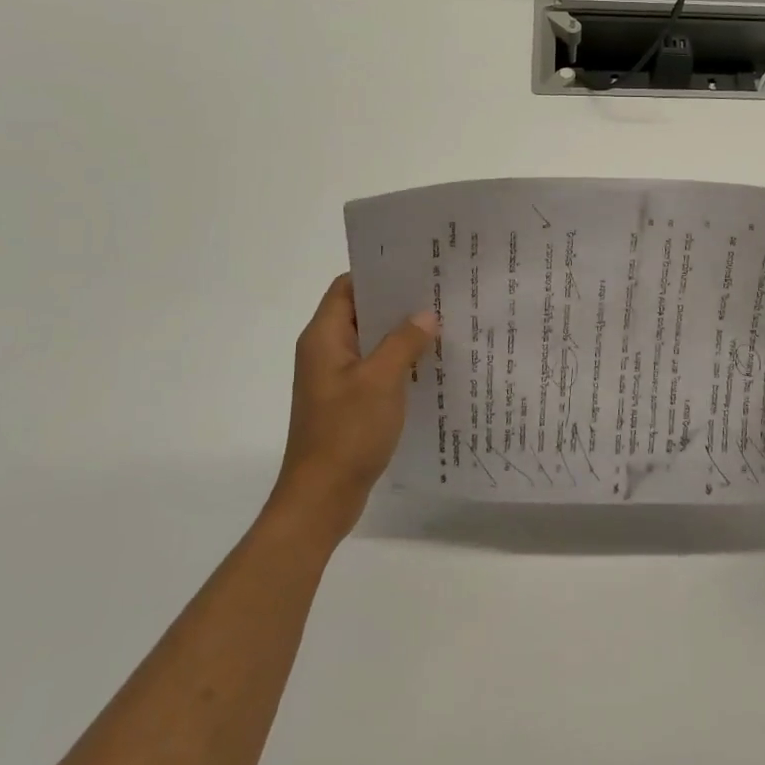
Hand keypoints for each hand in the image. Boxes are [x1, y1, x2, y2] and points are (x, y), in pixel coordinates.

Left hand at [268, 273, 437, 546]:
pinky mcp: (348, 401)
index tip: (417, 266)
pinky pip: (376, 368)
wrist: (321, 498)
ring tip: (444, 322)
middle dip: (398, 302)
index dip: (379, 272)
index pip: (348, 287)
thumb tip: (425, 315)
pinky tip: (431, 364)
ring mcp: (336, 378)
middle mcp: (326, 351)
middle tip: (440, 292)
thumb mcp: (381, 381)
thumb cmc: (346, 433)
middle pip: (362, 311)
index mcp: (324, 338)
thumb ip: (403, 342)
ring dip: (401, 333)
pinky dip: (399, 361)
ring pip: (372, 342)